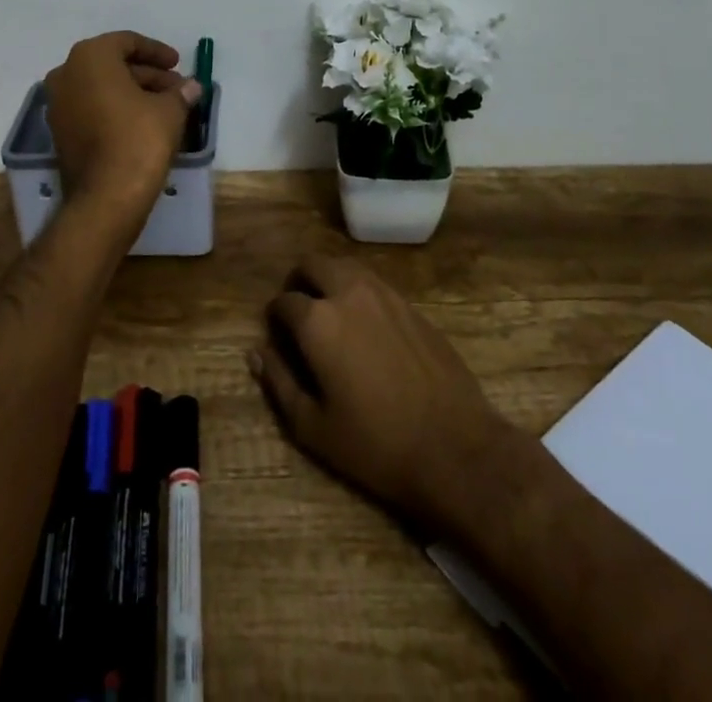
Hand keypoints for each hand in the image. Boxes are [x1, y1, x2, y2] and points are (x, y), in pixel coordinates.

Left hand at [44, 31, 200, 236]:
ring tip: (166, 106)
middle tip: (176, 88)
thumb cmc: (139, 140)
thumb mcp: (170, 111)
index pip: (127, 42)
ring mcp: (58, 105)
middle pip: (113, 64)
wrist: (106, 197)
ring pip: (102, 88)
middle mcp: (66, 74)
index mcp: (90, 57)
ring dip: (133, 92)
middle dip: (147, 75)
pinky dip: (116, 109)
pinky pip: (92, 108)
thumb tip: (192, 87)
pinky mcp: (60, 132)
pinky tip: (144, 123)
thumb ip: (180, 93)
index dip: (157, 51)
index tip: (178, 64)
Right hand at [249, 255, 516, 534]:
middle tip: (299, 310)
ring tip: (329, 311)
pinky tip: (364, 323)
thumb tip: (257, 353)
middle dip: (299, 281)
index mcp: (318, 320)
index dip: (275, 317)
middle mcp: (349, 293)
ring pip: (346, 266)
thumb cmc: (375, 445)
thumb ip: (279, 383)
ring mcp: (385, 294)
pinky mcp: (412, 305)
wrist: (454, 448)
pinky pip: (375, 283)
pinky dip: (359, 291)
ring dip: (330, 279)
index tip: (277, 335)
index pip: (284, 301)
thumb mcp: (313, 427)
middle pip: (314, 264)